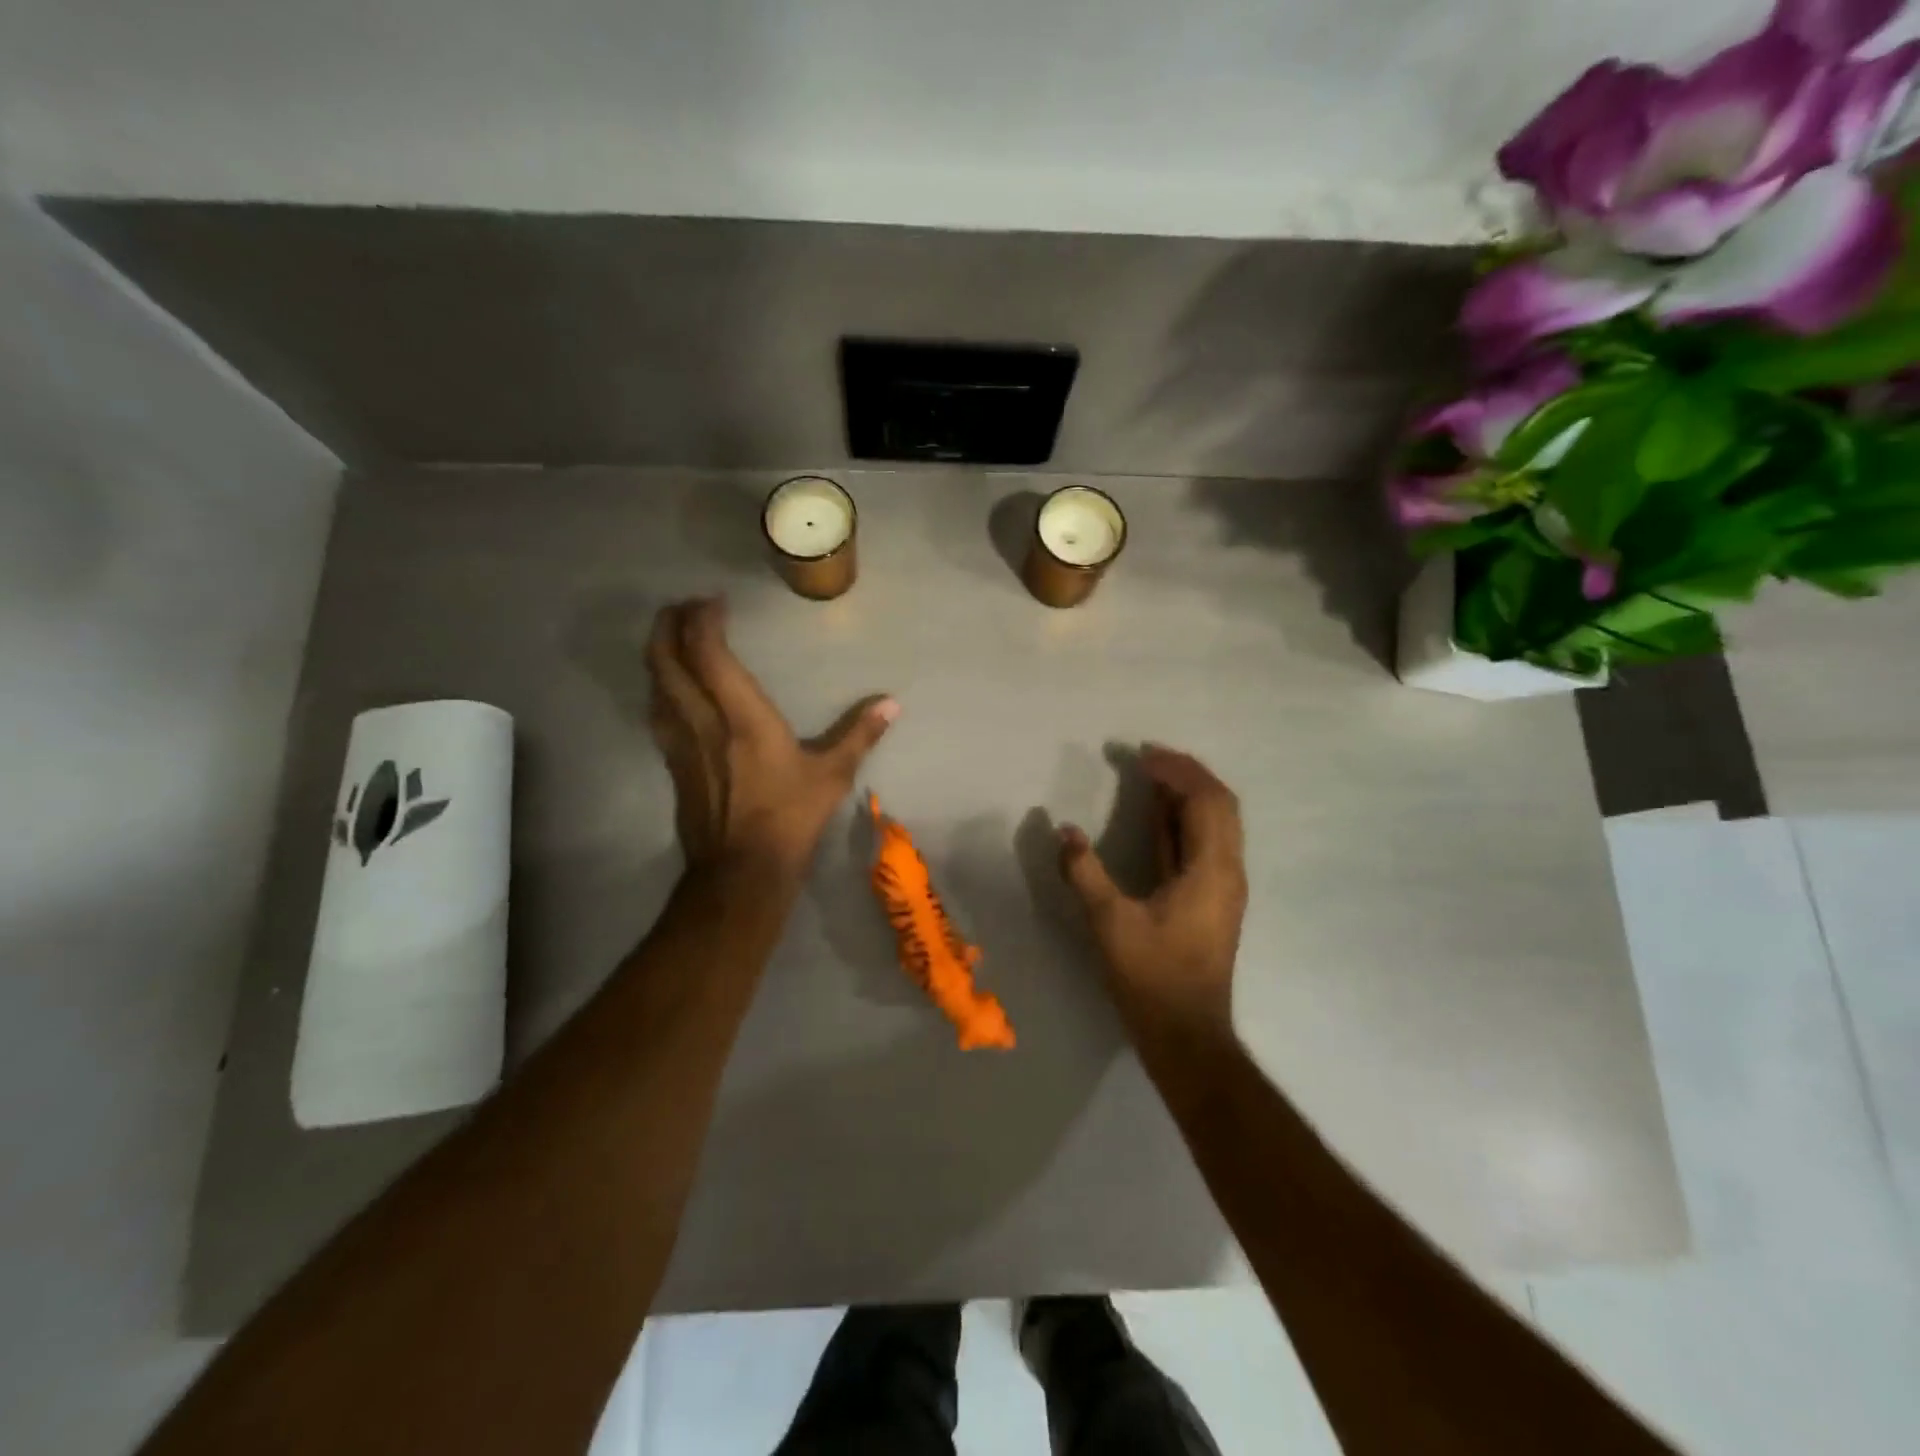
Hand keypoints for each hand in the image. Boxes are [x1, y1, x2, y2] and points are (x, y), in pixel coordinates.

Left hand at [646, 598, 897, 875]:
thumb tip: (892, 703)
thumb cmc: (789, 817)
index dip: (703, 620)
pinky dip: (660, 688)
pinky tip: (670, 690)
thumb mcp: (832, 775)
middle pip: (666, 660)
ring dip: (659, 654)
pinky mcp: (672, 765)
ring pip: (655, 685)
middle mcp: (701, 721)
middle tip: (682, 608)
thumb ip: (860, 734)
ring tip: (673, 639)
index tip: (714, 602)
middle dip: (667, 625)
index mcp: (741, 717)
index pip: (708, 653)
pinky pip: (657, 713)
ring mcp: (680, 744)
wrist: (740, 871)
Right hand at [1058, 745, 1247, 1045]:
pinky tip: (1157, 814)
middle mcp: (1227, 870)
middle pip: (1220, 804)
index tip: (1142, 755)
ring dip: (1187, 794)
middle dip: (1187, 774)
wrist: (1187, 1034)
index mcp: (1211, 869)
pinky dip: (1182, 820)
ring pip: (1216, 823)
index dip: (1177, 771)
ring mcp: (1222, 886)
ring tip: (1151, 775)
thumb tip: (1065, 831)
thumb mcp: (1110, 923)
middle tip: (1148, 758)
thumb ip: (1085, 873)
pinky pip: (1203, 843)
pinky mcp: (1211, 899)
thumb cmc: (1152, 978)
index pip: (1206, 800)